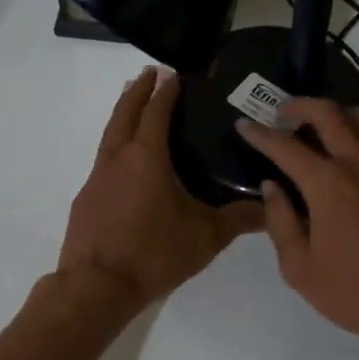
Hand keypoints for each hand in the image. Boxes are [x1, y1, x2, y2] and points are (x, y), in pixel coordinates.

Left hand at [56, 68, 263, 310]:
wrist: (96, 286)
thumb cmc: (153, 253)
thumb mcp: (206, 236)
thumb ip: (240, 219)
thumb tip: (272, 208)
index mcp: (146, 156)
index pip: (156, 111)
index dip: (166, 90)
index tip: (174, 73)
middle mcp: (117, 158)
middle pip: (125, 112)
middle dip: (138, 90)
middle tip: (150, 74)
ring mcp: (96, 177)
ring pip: (110, 134)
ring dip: (123, 115)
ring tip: (136, 108)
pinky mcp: (86, 199)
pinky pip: (103, 160)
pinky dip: (116, 147)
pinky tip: (126, 164)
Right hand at [237, 99, 358, 359]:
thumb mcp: (302, 270)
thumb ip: (280, 223)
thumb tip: (271, 188)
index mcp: (327, 183)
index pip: (284, 145)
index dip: (259, 133)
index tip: (244, 125)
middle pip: (327, 112)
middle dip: (299, 106)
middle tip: (283, 115)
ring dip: (337, 114)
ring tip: (324, 128)